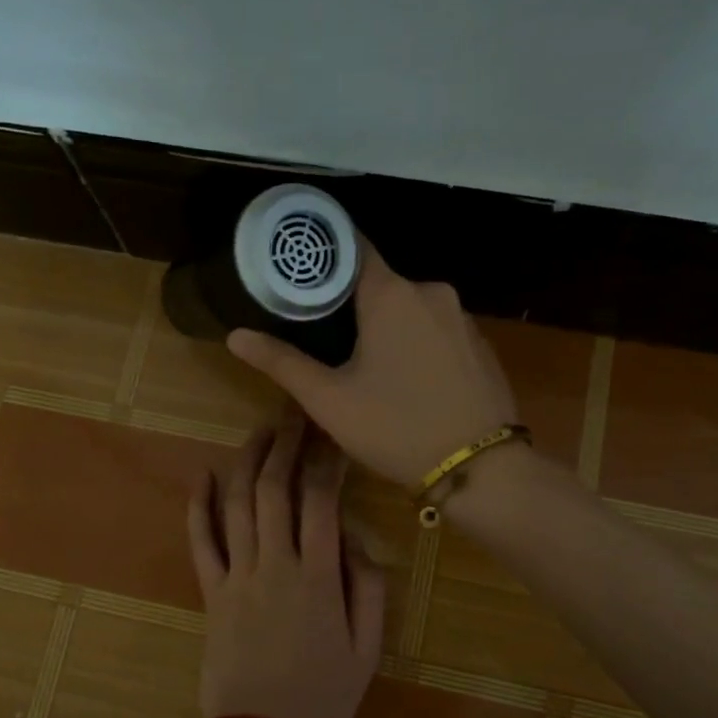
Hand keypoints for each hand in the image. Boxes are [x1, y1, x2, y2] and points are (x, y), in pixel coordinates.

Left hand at [187, 409, 385, 717]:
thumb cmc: (322, 693)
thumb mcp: (368, 649)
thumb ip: (369, 589)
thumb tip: (356, 540)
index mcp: (318, 578)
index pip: (321, 502)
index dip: (327, 462)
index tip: (333, 436)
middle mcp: (275, 565)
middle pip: (275, 490)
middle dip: (285, 445)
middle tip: (294, 415)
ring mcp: (237, 576)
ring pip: (238, 504)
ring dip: (248, 461)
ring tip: (260, 431)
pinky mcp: (211, 592)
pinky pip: (201, 541)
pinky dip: (198, 505)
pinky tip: (202, 474)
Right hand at [226, 240, 518, 484]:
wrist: (481, 470)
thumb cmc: (396, 427)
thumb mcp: (329, 400)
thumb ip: (281, 362)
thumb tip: (235, 335)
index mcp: (391, 294)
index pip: (352, 247)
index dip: (323, 253)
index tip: (299, 267)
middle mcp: (431, 291)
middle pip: (379, 282)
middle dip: (351, 301)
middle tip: (321, 332)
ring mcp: (462, 317)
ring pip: (410, 307)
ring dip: (386, 324)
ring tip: (362, 360)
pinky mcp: (481, 344)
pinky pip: (437, 328)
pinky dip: (416, 341)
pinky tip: (407, 377)